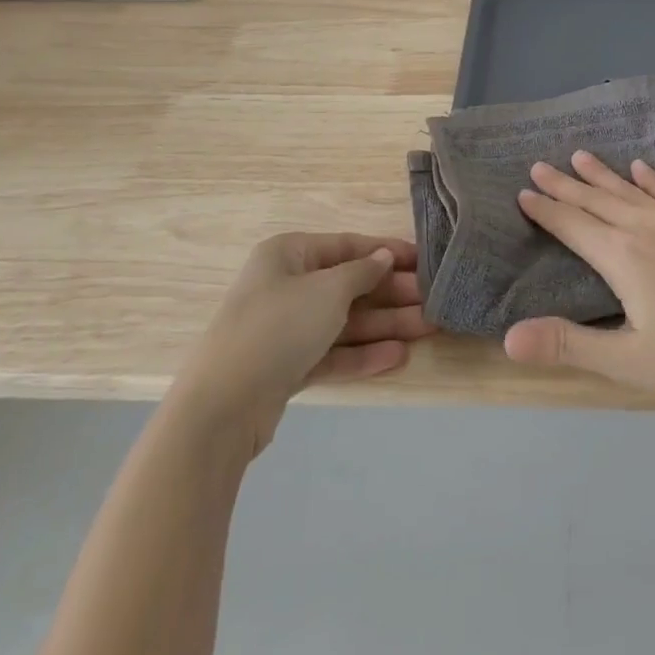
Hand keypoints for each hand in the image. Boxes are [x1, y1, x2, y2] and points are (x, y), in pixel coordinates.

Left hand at [170, 233, 433, 455]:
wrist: (221, 408)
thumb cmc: (278, 327)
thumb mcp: (328, 289)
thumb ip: (363, 272)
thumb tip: (383, 258)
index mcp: (289, 254)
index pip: (347, 246)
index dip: (386, 251)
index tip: (423, 259)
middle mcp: (286, 286)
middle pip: (349, 286)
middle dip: (392, 294)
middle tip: (433, 300)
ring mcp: (285, 329)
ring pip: (344, 321)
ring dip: (385, 325)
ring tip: (429, 328)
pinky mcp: (286, 367)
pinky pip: (332, 353)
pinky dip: (363, 354)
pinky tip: (398, 357)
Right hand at [502, 152, 654, 403]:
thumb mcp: (629, 363)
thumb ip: (568, 346)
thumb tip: (509, 337)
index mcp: (622, 257)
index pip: (572, 225)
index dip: (546, 209)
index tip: (523, 191)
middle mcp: (645, 228)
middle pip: (596, 200)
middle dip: (565, 184)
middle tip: (539, 165)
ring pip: (629, 190)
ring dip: (602, 174)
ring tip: (579, 155)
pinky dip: (650, 178)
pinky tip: (642, 167)